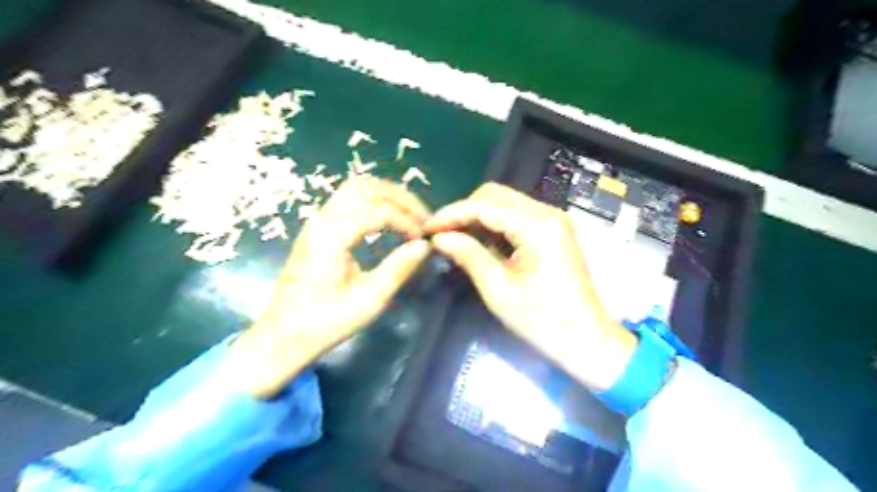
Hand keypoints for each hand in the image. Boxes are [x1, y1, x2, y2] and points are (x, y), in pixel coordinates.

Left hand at [225, 176, 431, 399]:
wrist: (283, 336)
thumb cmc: (325, 323)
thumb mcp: (368, 301)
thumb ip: (397, 270)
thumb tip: (424, 246)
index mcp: (331, 238)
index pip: (377, 210)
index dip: (406, 219)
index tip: (421, 239)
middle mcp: (321, 221)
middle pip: (365, 187)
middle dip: (399, 197)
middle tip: (422, 217)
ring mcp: (316, 222)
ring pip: (355, 188)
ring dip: (386, 196)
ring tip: (409, 215)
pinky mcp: (317, 229)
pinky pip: (348, 200)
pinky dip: (373, 202)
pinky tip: (387, 220)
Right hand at [427, 182, 637, 388]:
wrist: (587, 340)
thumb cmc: (543, 321)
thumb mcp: (499, 290)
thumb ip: (469, 255)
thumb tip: (440, 238)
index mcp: (538, 226)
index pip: (484, 205)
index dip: (452, 214)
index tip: (427, 228)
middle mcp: (548, 213)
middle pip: (496, 195)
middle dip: (464, 210)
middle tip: (441, 234)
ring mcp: (553, 221)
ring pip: (505, 203)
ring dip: (478, 216)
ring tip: (454, 237)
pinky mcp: (553, 232)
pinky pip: (516, 216)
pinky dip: (494, 224)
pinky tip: (478, 240)